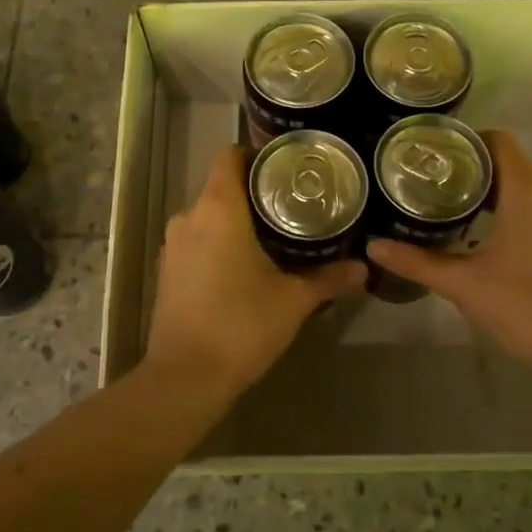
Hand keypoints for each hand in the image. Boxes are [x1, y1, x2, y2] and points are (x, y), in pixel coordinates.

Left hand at [143, 147, 365, 393]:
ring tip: (275, 235)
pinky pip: (197, 240)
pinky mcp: (167, 270)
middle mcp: (189, 216)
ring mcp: (173, 244)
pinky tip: (245, 266)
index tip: (287, 169)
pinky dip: (219, 242)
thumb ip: (329, 278)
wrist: (185, 377)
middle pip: (222, 186)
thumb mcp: (293, 301)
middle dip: (255, 192)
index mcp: (218, 209)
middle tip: (295, 205)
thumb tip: (364, 268)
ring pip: (208, 215)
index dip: (258, 155)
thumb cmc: (241, 325)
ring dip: (237, 220)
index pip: (231, 157)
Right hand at [367, 130, 531, 372]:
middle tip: (430, 179)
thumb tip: (372, 246)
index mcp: (526, 191)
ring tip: (449, 203)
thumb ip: (415, 261)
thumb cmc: (520, 305)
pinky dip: (510, 209)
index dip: (465, 140)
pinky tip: (483, 233)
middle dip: (471, 167)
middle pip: (508, 162)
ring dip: (491, 190)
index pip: (497, 141)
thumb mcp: (460, 283)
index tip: (433, 153)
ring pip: (524, 186)